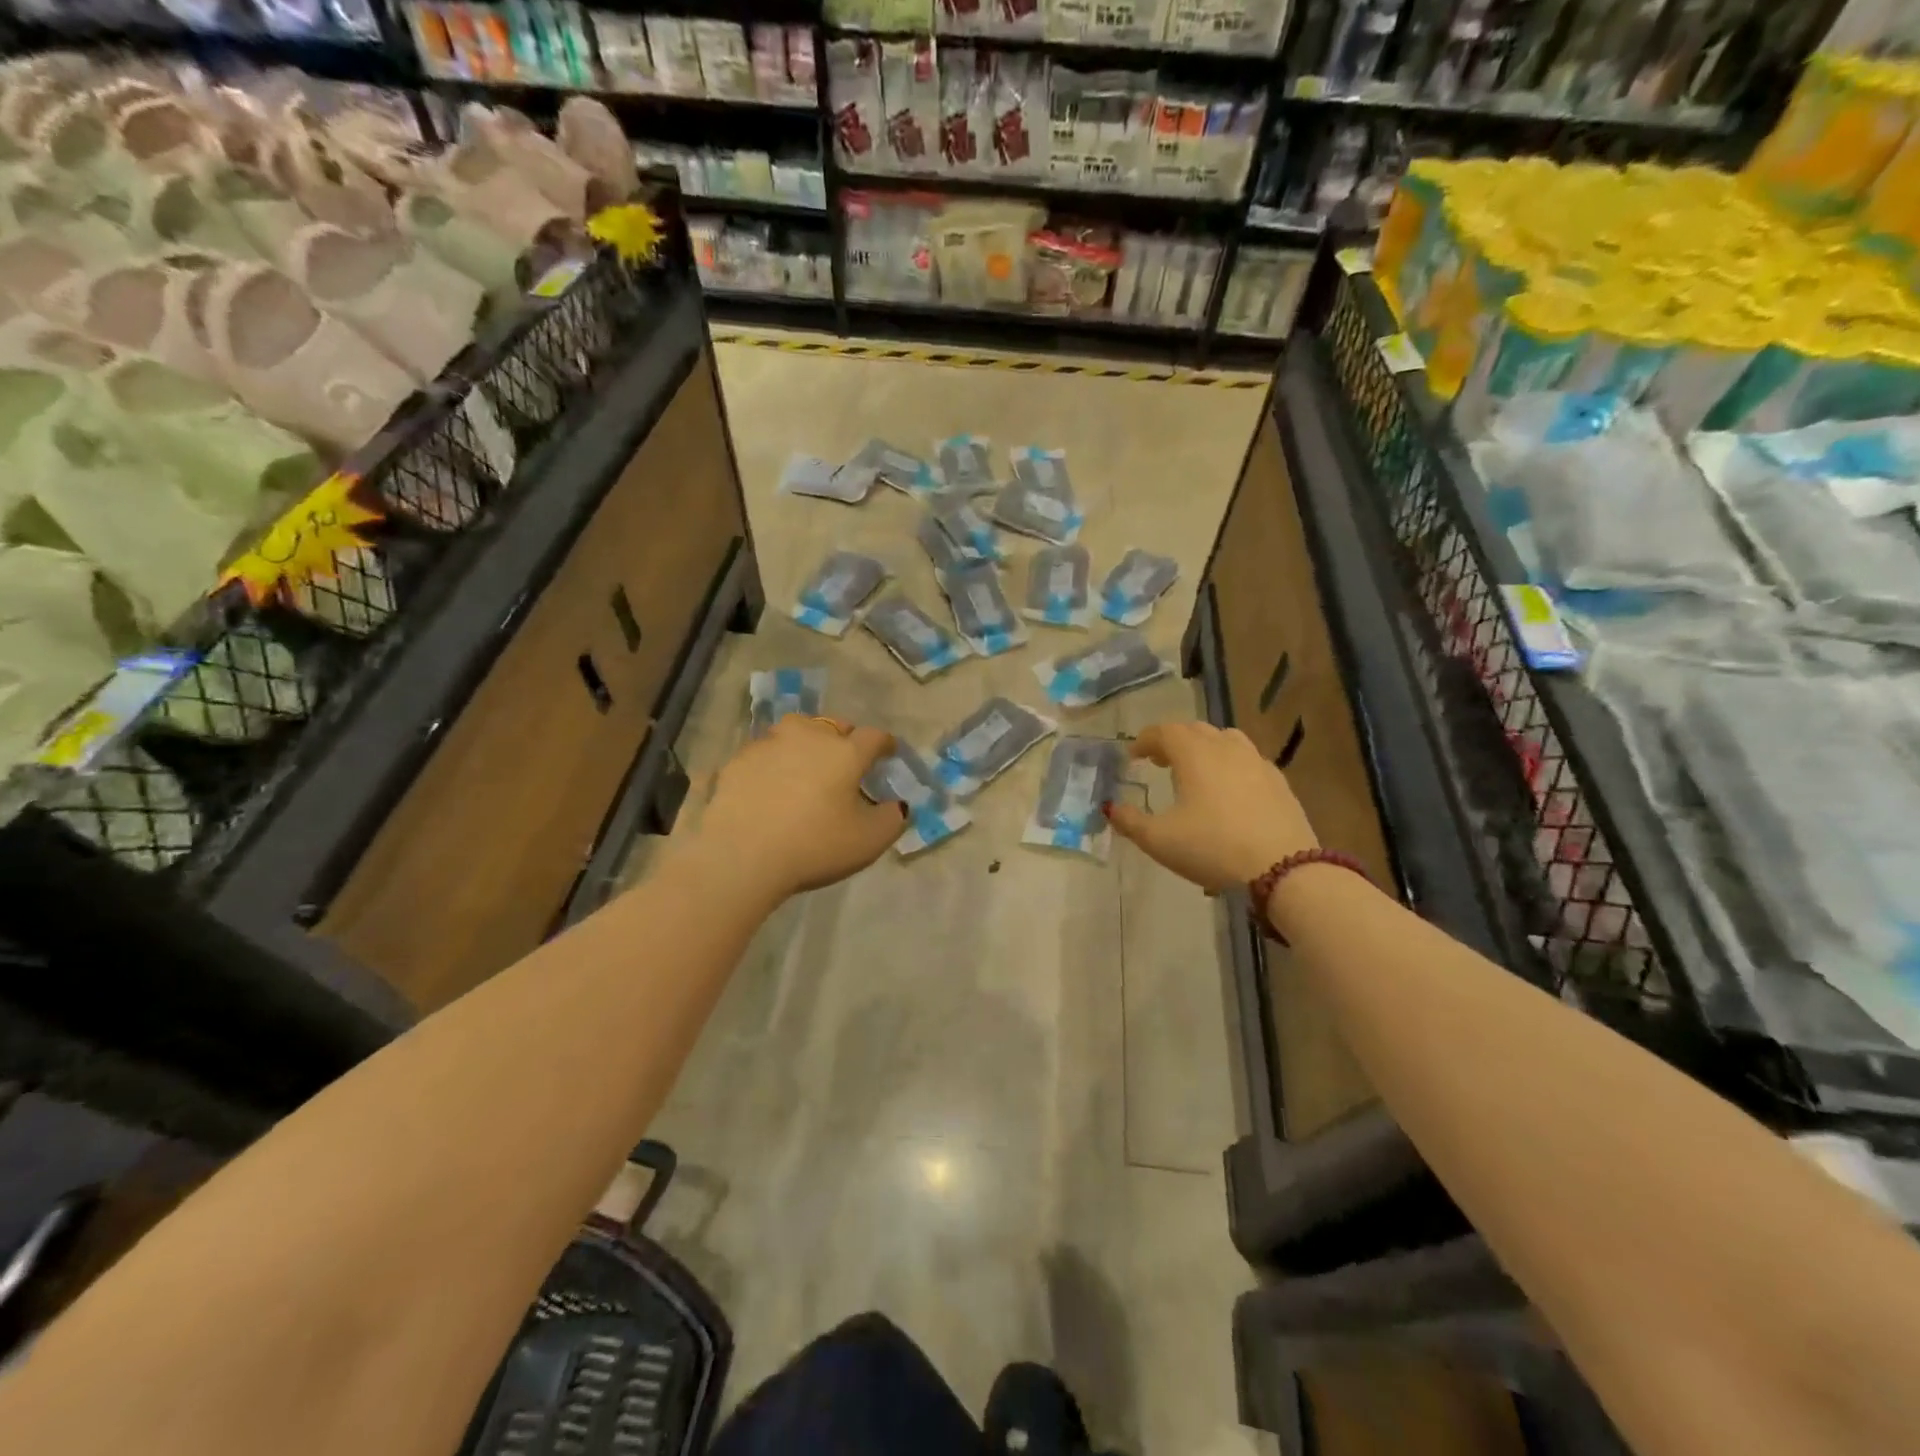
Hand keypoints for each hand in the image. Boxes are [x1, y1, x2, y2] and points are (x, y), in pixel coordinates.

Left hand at [695, 715, 903, 898]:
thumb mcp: (869, 841)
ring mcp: (768, 744)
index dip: (885, 744)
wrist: (740, 856)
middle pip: (832, 725)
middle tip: (845, 760)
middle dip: (844, 738)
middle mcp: (808, 737)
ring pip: (794, 731)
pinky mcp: (737, 761)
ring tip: (805, 764)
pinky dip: (772, 763)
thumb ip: (893, 818)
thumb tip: (897, 805)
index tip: (888, 753)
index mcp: (845, 752)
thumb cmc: (814, 846)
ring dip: (805, 743)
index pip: (873, 737)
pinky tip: (770, 784)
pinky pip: (763, 754)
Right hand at [1106, 722, 1317, 891]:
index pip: (1164, 731)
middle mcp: (1225, 748)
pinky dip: (1229, 764)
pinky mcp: (1278, 781)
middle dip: (1172, 740)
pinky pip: (1247, 759)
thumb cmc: (1213, 848)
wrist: (1283, 868)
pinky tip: (1228, 789)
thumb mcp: (1159, 840)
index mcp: (1193, 754)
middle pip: (1194, 730)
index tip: (1133, 756)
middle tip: (1158, 760)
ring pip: (1225, 739)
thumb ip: (1130, 821)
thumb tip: (1110, 808)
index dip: (1145, 740)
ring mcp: (1256, 762)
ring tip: (1195, 769)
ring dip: (1204, 747)